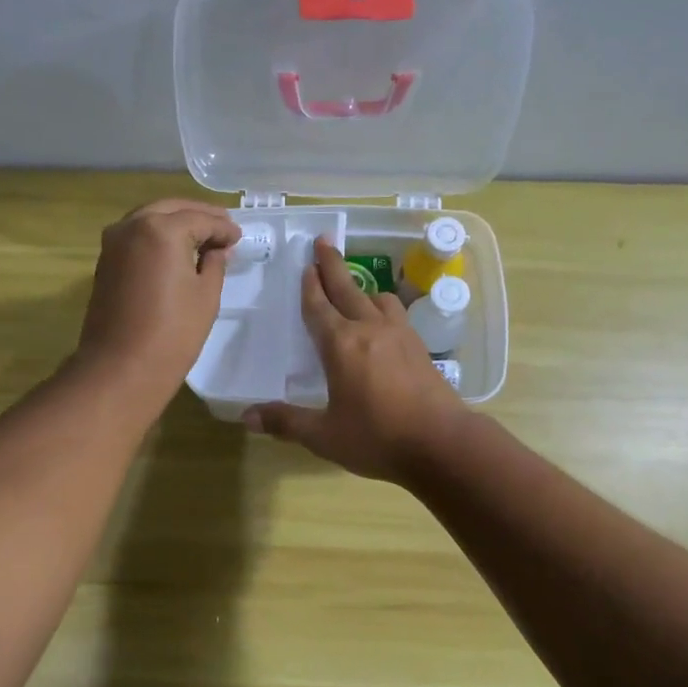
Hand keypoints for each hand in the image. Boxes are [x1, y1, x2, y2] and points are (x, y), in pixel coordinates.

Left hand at [75, 199, 240, 411]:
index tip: (239, 237)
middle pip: (171, 209)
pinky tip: (175, 251)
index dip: (223, 228)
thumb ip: (214, 263)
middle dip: (198, 216)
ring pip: (150, 219)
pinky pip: (136, 236)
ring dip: (176, 223)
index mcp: (161, 229)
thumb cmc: (172, 334)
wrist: (121, 368)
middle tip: (223, 228)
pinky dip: (157, 236)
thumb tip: (217, 249)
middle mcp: (132, 225)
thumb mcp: (206, 296)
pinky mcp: (105, 262)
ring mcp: (113, 243)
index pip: (199, 219)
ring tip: (202, 238)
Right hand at [246, 239, 466, 482]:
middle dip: (333, 266)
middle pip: (348, 290)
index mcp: (341, 345)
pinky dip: (383, 308)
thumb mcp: (324, 435)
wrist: (442, 444)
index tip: (306, 265)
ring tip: (355, 290)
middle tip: (324, 242)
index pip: (319, 307)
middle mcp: (370, 329)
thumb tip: (246, 416)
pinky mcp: (420, 348)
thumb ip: (286, 422)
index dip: (310, 286)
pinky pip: (397, 315)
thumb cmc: (377, 438)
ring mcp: (400, 335)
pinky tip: (384, 322)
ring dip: (362, 289)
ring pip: (378, 299)